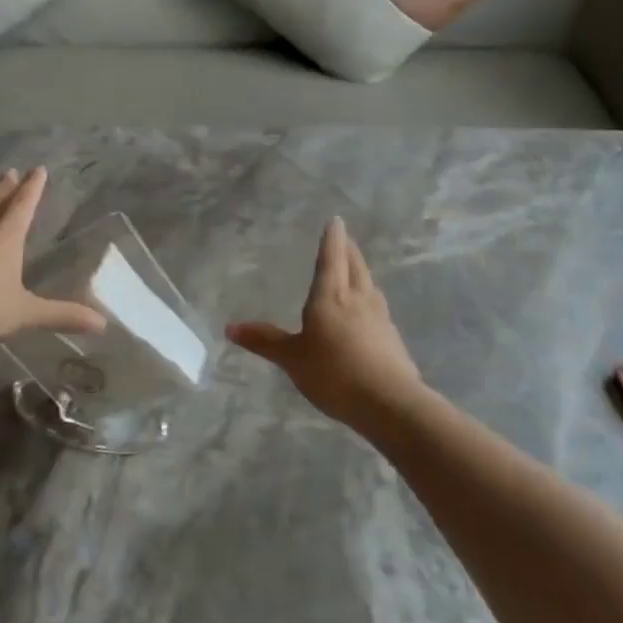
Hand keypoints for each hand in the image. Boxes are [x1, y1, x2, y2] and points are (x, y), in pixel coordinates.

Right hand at [227, 217, 422, 426]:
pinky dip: (369, 300)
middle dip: (348, 250)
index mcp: (331, 297)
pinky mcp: (392, 338)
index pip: (331, 259)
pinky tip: (368, 312)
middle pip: (355, 266)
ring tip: (355, 271)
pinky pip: (378, 308)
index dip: (331, 239)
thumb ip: (264, 341)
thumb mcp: (292, 358)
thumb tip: (229, 327)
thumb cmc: (333, 373)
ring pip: (369, 285)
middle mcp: (358, 299)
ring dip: (361, 273)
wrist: (388, 402)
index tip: (336, 220)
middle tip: (344, 239)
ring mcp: (380, 318)